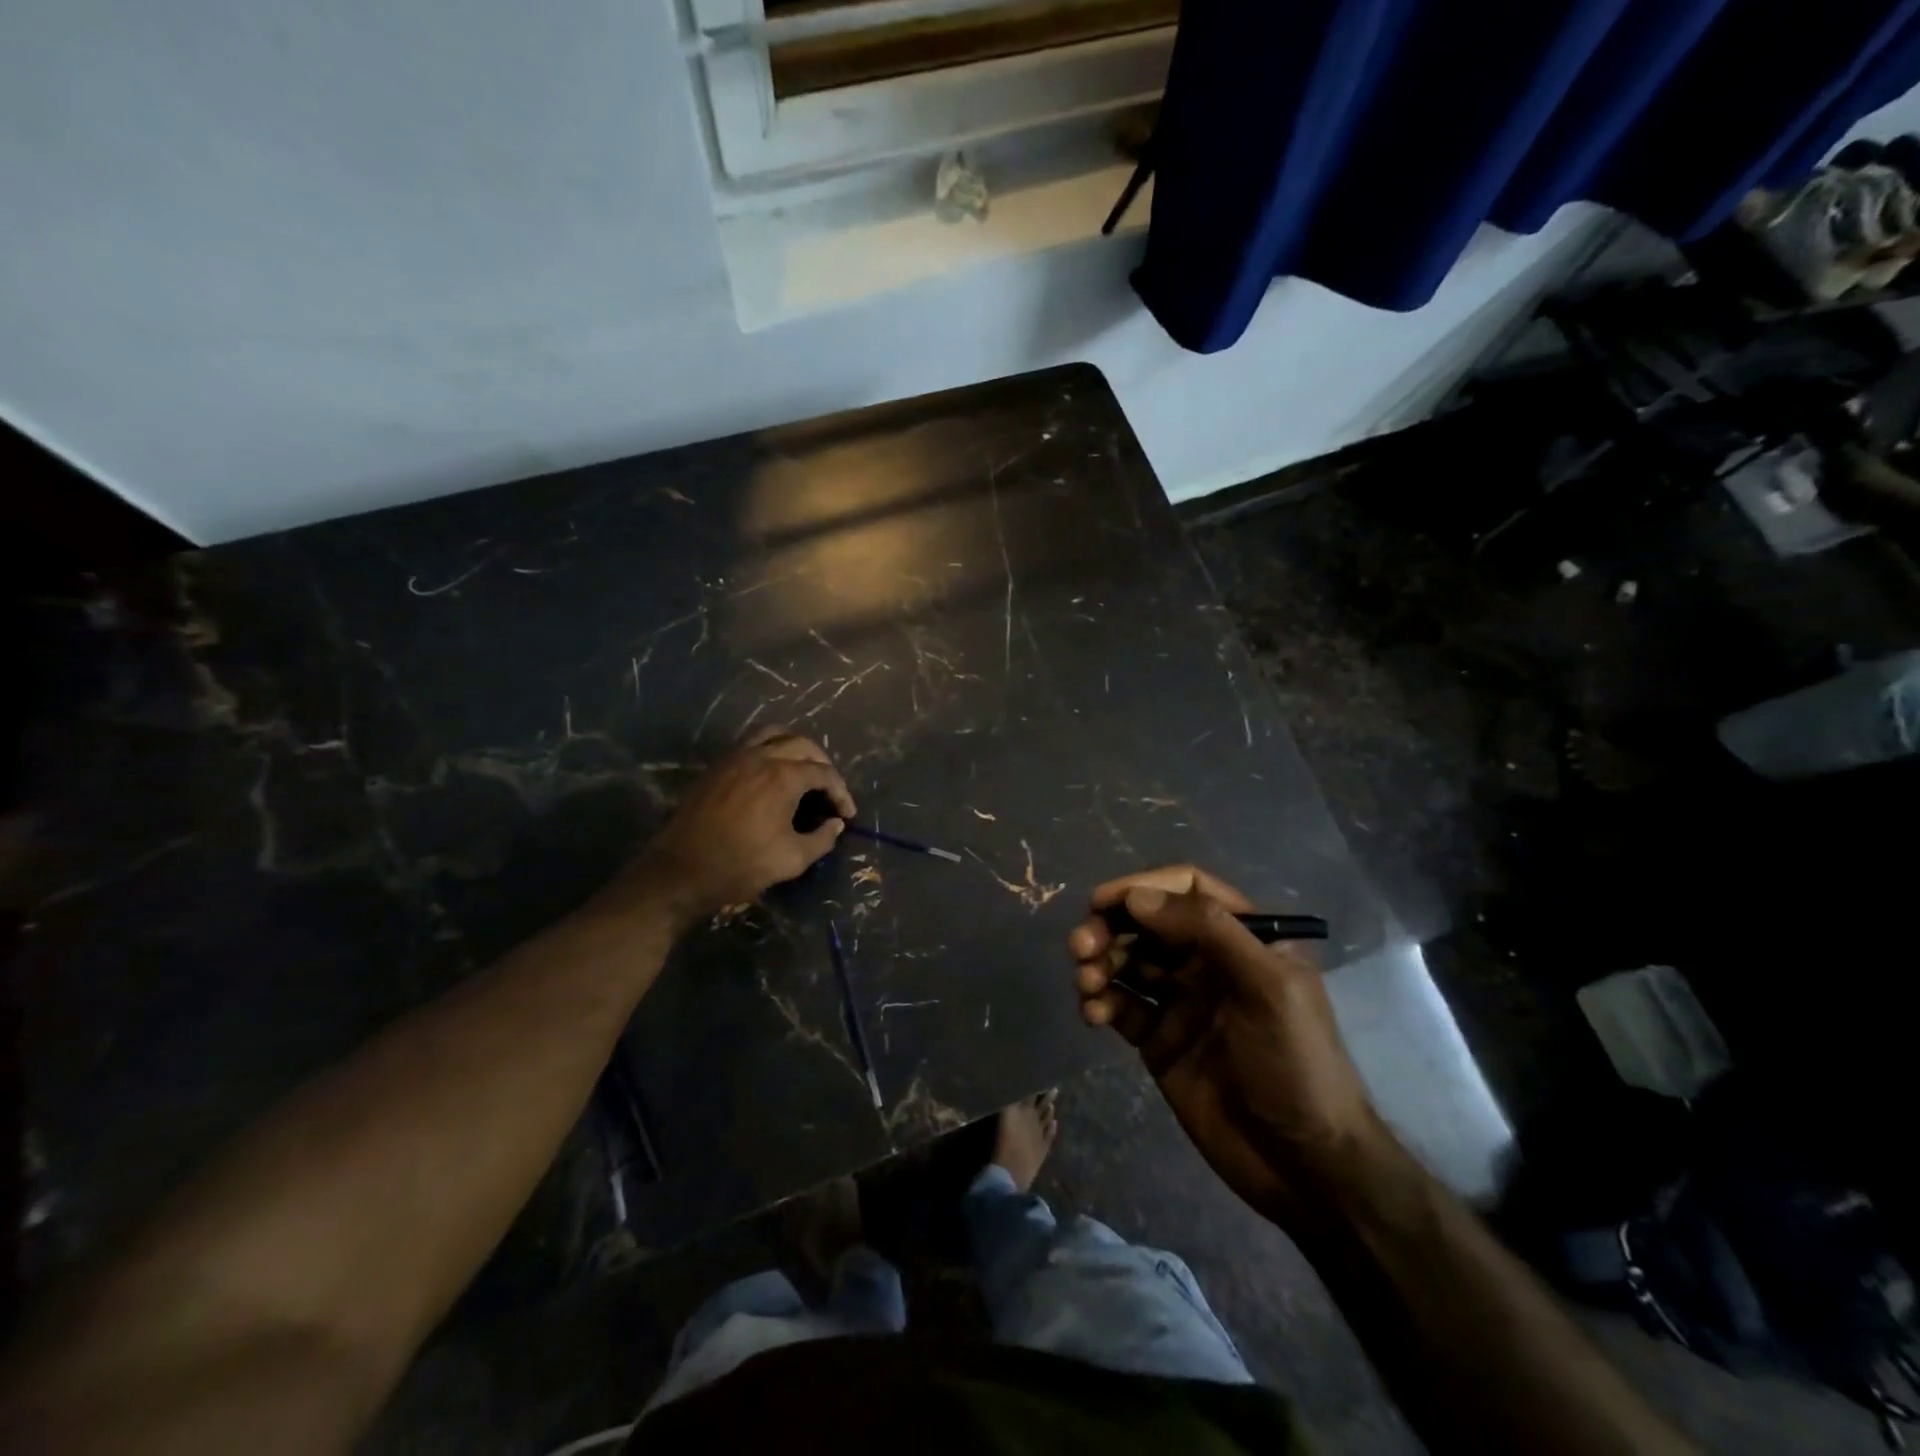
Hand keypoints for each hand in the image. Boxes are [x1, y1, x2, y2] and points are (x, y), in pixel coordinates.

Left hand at [624, 728, 854, 925]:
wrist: (681, 870)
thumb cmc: (741, 865)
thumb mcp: (792, 859)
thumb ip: (822, 839)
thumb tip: (835, 824)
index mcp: (783, 777)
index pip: (824, 773)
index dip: (841, 793)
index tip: (847, 815)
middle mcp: (761, 757)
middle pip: (803, 745)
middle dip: (823, 765)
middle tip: (829, 790)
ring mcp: (735, 758)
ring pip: (775, 735)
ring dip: (796, 748)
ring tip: (803, 770)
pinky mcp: (717, 767)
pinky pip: (751, 744)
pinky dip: (770, 750)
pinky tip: (772, 775)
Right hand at [1069, 865, 1388, 1232]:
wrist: (1303, 1166)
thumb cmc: (1297, 1065)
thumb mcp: (1268, 987)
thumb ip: (1208, 930)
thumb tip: (1137, 896)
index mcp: (1243, 937)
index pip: (1186, 889)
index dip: (1142, 887)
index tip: (1102, 902)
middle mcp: (1208, 961)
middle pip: (1147, 923)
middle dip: (1110, 927)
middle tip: (1082, 947)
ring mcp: (1181, 1000)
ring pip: (1127, 961)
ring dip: (1100, 963)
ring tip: (1087, 983)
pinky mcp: (1159, 1039)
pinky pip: (1121, 1006)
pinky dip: (1101, 1002)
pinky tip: (1093, 1014)